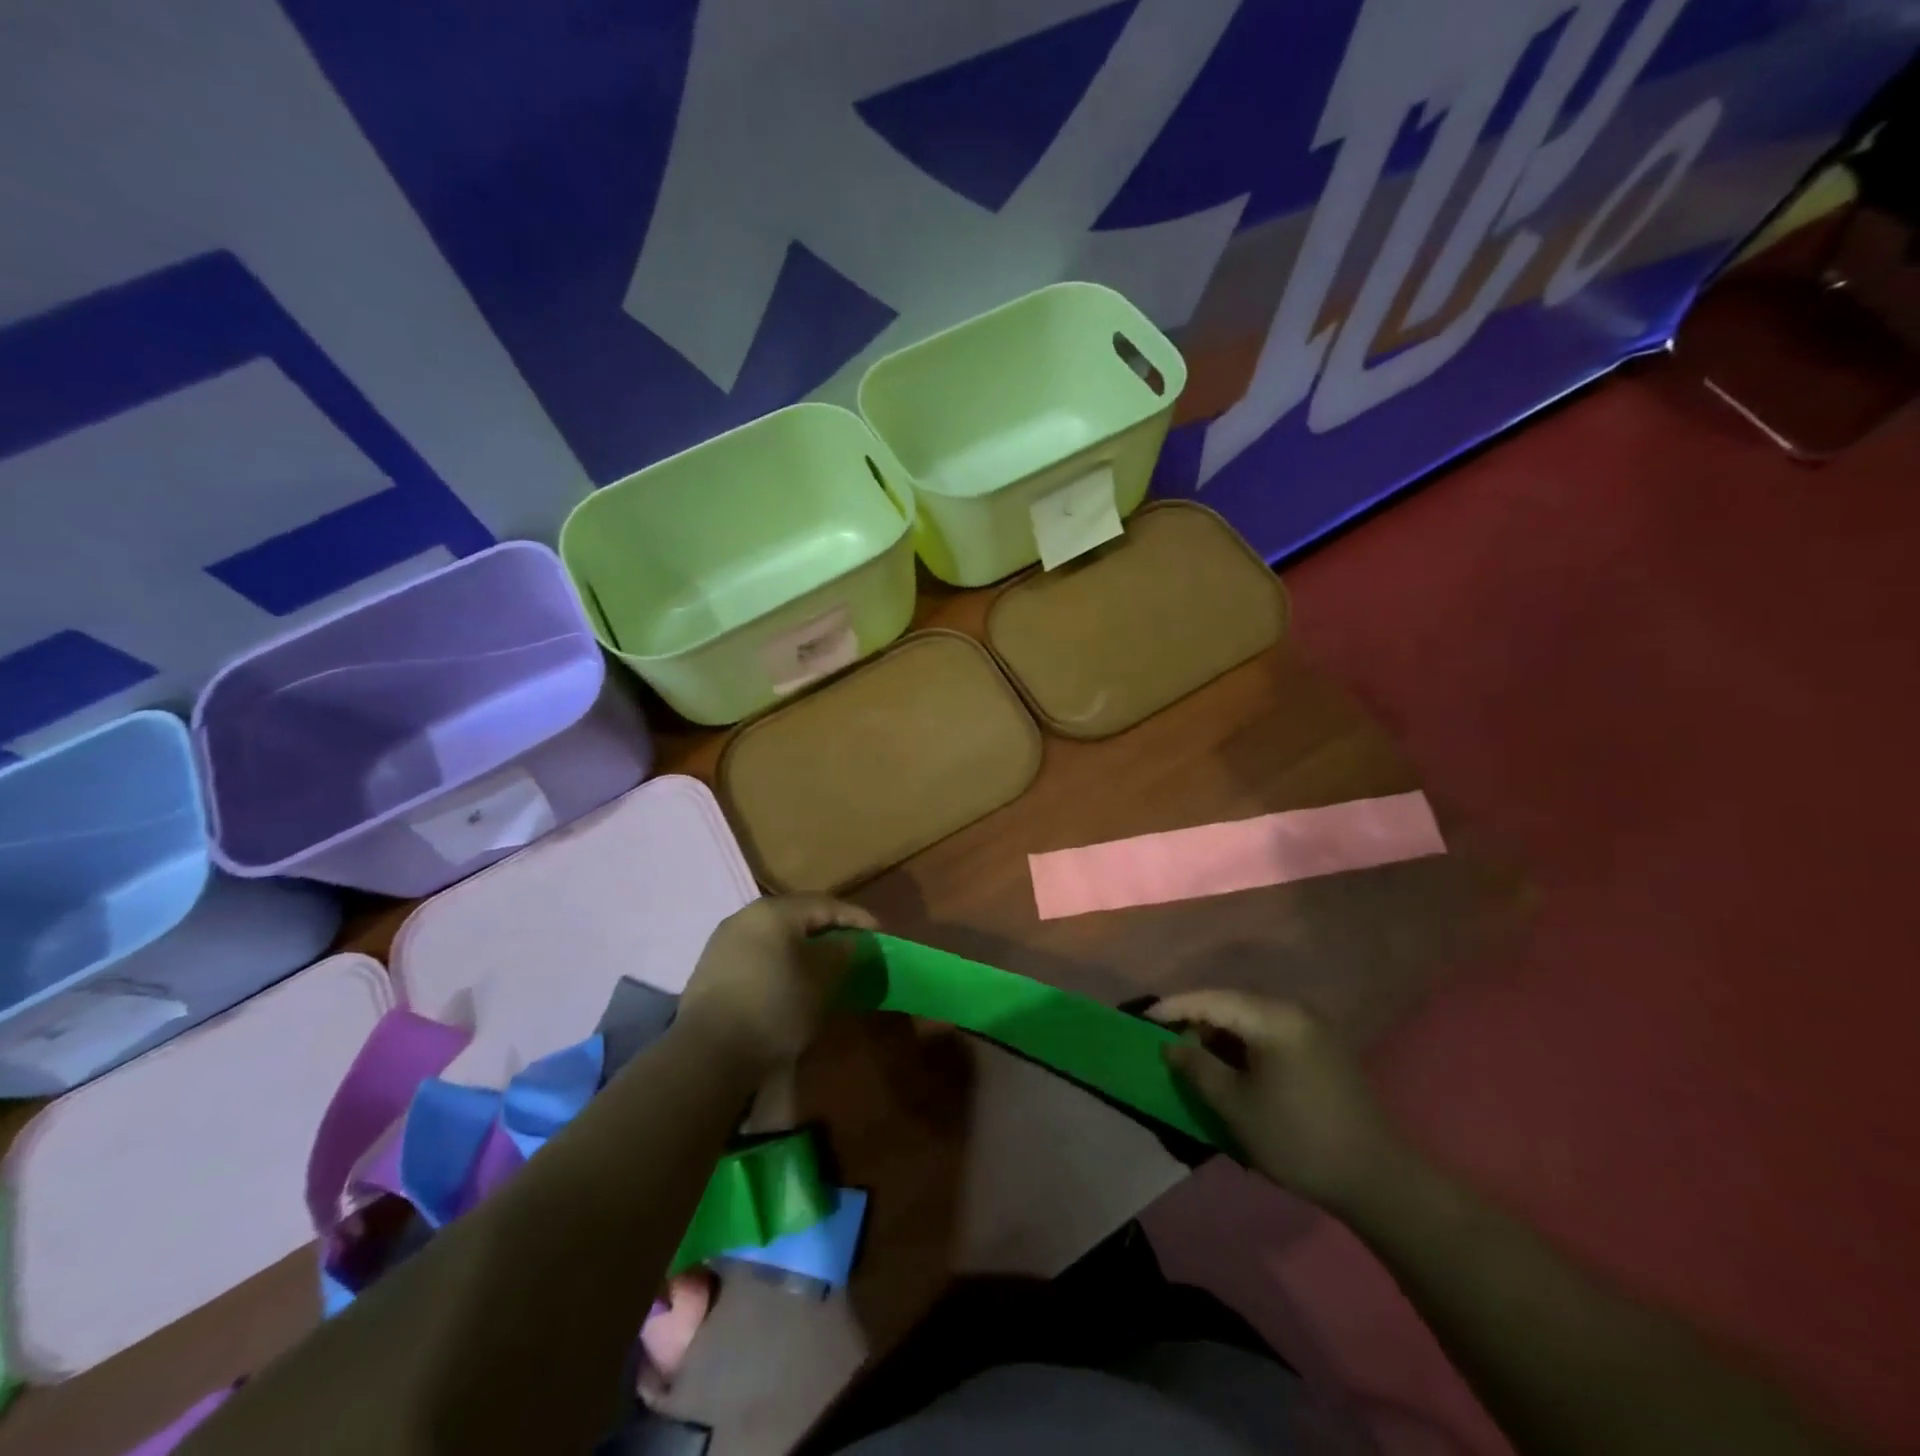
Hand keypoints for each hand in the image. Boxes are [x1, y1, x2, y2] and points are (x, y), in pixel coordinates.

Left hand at [677, 896, 876, 1071]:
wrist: (709, 1054)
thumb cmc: (776, 1006)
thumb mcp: (823, 979)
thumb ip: (844, 952)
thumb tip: (853, 942)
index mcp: (775, 910)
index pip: (826, 904)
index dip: (857, 918)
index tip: (880, 933)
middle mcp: (746, 916)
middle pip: (798, 917)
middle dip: (829, 931)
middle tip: (854, 948)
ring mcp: (724, 942)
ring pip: (776, 937)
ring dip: (803, 949)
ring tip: (825, 968)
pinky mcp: (711, 970)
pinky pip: (758, 956)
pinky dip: (781, 963)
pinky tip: (791, 983)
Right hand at [1150, 991, 1403, 1210]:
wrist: (1377, 1178)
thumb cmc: (1297, 1138)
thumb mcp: (1235, 1106)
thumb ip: (1197, 1068)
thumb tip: (1171, 1044)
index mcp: (1273, 1018)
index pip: (1211, 1000)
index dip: (1174, 1008)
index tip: (1144, 1018)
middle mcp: (1294, 1011)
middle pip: (1232, 1004)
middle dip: (1196, 1020)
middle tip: (1168, 1041)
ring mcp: (1312, 1029)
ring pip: (1251, 1019)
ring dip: (1221, 1035)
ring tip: (1196, 1057)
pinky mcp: (1323, 1049)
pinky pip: (1270, 1034)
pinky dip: (1245, 1045)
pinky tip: (1233, 1068)